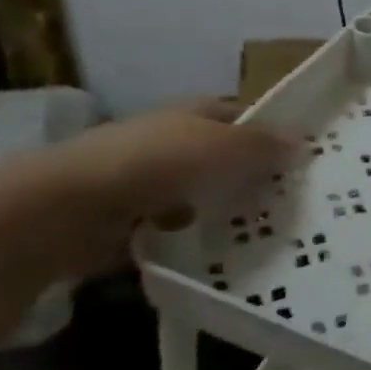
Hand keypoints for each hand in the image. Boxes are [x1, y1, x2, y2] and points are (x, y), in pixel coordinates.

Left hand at [29, 100, 291, 273]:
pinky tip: (213, 255)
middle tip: (288, 204)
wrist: (66, 210)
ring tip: (258, 235)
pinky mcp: (128, 221)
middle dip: (250, 178)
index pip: (243, 117)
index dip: (270, 134)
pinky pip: (174, 229)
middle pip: (222, 158)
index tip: (300, 162)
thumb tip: (304, 141)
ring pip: (200, 195)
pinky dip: (191, 239)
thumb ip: (265, 145)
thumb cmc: (156, 163)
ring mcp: (147, 181)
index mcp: (194, 113)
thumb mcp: (225, 147)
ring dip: (222, 212)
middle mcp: (171, 140)